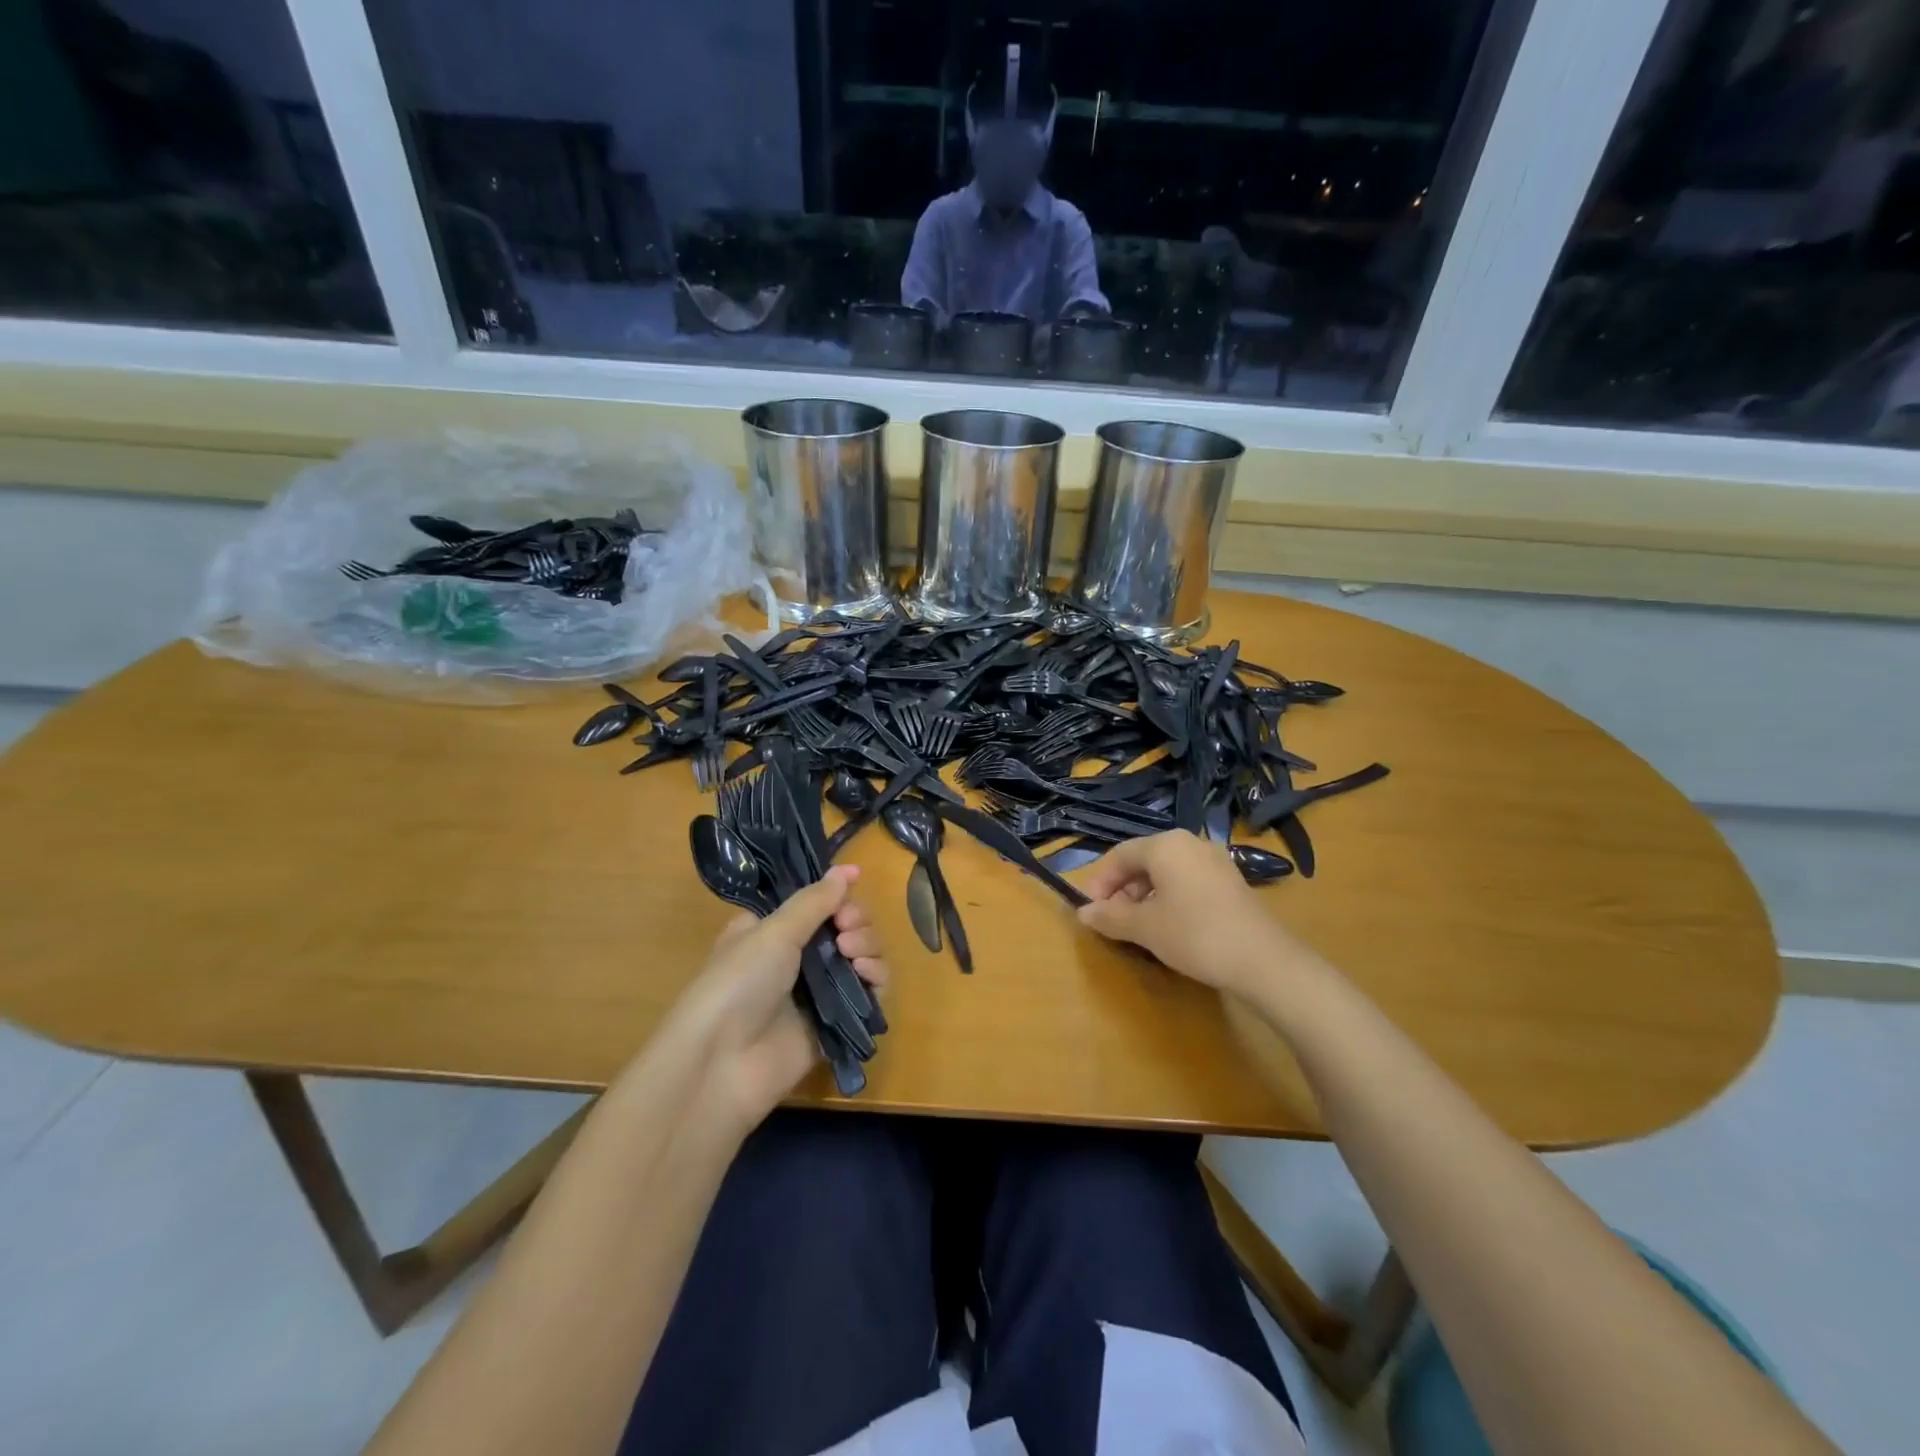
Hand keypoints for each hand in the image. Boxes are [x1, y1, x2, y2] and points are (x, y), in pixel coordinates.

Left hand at [667, 866, 886, 1133]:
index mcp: (774, 928)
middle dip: (855, 920)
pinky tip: (868, 975)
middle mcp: (797, 956)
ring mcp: (817, 990)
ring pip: (862, 955)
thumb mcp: (773, 932)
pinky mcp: (835, 1021)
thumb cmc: (738, 983)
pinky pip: (869, 992)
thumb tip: (848, 868)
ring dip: (867, 946)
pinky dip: (875, 978)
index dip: (838, 894)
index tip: (849, 891)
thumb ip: (815, 900)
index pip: (818, 901)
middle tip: (845, 930)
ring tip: (852, 955)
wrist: (723, 1064)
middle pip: (846, 925)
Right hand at [1077, 831, 1295, 995]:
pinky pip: (1187, 880)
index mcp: (1165, 845)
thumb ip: (1110, 917)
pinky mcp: (1231, 881)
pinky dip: (1169, 897)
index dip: (1100, 881)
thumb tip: (1083, 913)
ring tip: (1139, 926)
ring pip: (1167, 871)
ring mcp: (1215, 860)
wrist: (1263, 960)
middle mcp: (1190, 843)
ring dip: (1145, 895)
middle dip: (1122, 889)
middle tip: (1113, 919)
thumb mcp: (1144, 928)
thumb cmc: (1194, 935)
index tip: (1091, 910)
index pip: (1120, 855)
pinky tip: (1169, 925)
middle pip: (1143, 860)